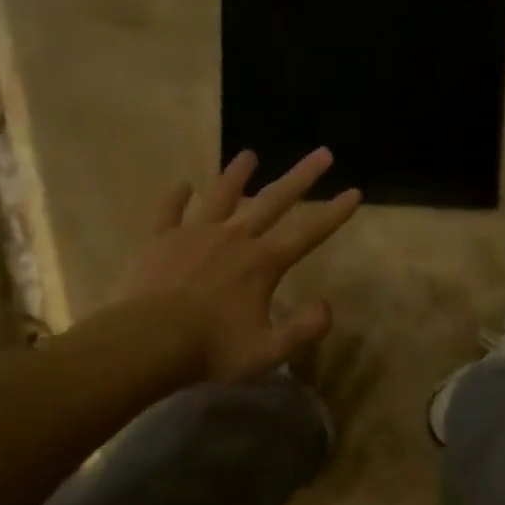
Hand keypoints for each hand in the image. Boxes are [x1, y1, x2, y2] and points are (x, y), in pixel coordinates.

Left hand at [118, 147, 362, 383]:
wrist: (149, 341)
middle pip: (273, 201)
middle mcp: (234, 238)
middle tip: (323, 153)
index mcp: (262, 263)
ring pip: (221, 195)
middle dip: (301, 177)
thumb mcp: (268, 352)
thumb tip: (327, 307)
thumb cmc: (211, 350)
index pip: (308, 233)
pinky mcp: (160, 238)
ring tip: (249, 155)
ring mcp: (194, 233)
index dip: (334, 213)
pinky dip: (176, 196)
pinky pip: (169, 210)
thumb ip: (303, 330)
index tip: (354, 192)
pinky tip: (181, 185)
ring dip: (237, 174)